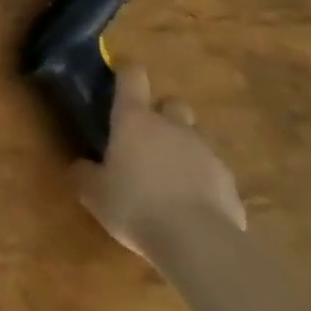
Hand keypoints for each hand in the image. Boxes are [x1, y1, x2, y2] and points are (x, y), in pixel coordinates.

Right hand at [72, 67, 244, 262]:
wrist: (199, 243)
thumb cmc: (134, 205)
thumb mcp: (93, 192)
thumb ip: (85, 173)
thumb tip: (80, 165)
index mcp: (134, 119)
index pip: (132, 78)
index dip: (127, 69)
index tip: (121, 68)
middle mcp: (172, 126)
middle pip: (172, 103)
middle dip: (162, 113)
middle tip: (147, 134)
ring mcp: (206, 152)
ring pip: (195, 136)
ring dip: (183, 145)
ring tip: (170, 171)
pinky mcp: (230, 182)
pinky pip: (213, 170)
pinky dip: (202, 177)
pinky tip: (191, 201)